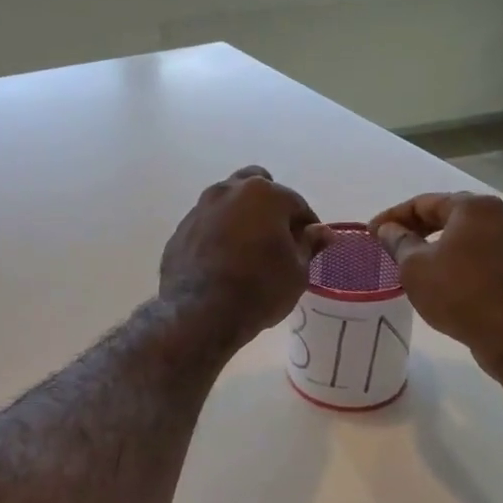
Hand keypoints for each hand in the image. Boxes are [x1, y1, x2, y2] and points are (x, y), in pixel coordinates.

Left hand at [161, 167, 332, 345]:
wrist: (200, 314)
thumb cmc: (259, 289)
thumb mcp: (297, 272)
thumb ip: (309, 245)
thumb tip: (322, 231)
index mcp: (263, 194)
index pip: (296, 204)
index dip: (307, 226)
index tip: (309, 246)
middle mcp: (228, 191)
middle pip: (257, 188)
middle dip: (270, 207)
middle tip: (277, 238)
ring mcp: (200, 209)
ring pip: (228, 203)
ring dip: (241, 218)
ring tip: (248, 250)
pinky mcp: (180, 231)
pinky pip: (207, 225)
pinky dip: (218, 235)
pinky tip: (223, 261)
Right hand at [370, 192, 502, 375]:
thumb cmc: (458, 293)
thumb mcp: (414, 267)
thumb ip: (398, 241)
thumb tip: (387, 229)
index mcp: (474, 207)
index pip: (423, 202)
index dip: (392, 217)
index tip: (371, 233)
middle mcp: (499, 214)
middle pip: (447, 213)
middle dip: (415, 227)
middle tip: (388, 243)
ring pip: (463, 233)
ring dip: (435, 242)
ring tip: (410, 259)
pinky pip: (478, 250)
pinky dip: (455, 256)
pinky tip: (439, 274)